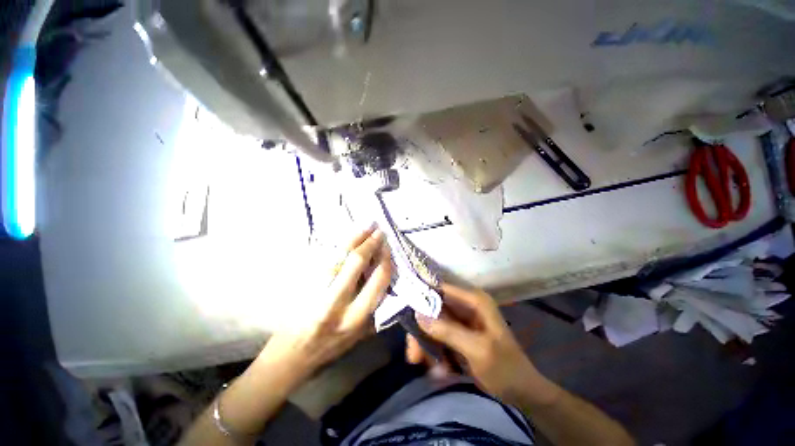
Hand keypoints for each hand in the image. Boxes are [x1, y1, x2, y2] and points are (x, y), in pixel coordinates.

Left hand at [255, 227, 391, 389]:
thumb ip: (373, 307)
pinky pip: (323, 259)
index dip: (385, 260)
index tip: (387, 248)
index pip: (377, 281)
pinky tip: (346, 237)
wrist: (291, 354)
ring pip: (338, 256)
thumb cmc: (330, 347)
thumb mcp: (359, 334)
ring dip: (354, 238)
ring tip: (365, 226)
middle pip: (356, 262)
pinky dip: (337, 245)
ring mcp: (316, 291)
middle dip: (370, 243)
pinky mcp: (303, 285)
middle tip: (378, 231)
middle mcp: (336, 302)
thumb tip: (382, 277)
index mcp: (355, 317)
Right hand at [407, 284, 557, 404]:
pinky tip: (438, 371)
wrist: (522, 392)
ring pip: (433, 324)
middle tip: (413, 356)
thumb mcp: (477, 349)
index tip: (403, 308)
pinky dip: (435, 352)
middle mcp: (465, 305)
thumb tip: (418, 314)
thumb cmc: (505, 368)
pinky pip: (439, 337)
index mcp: (474, 300)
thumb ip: (448, 331)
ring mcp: (461, 320)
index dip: (422, 294)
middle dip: (422, 331)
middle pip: (433, 309)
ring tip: (424, 366)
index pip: (441, 288)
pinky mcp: (458, 334)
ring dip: (426, 345)